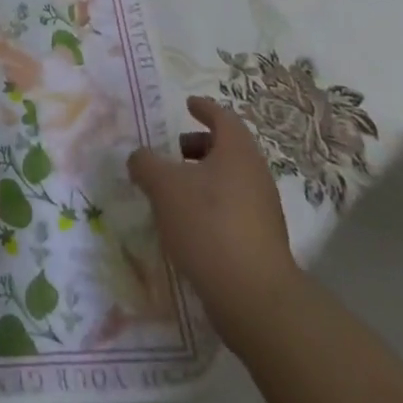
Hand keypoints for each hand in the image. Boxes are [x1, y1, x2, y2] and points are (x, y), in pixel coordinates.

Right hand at [127, 96, 300, 340]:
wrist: (254, 298)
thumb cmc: (208, 225)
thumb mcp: (164, 186)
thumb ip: (146, 163)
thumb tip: (140, 158)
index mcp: (237, 152)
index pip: (223, 117)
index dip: (204, 108)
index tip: (188, 104)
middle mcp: (255, 176)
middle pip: (228, 149)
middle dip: (199, 145)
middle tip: (173, 151)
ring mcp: (263, 211)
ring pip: (230, 181)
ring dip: (202, 178)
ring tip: (173, 190)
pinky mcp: (261, 242)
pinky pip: (233, 209)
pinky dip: (210, 205)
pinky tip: (187, 223)